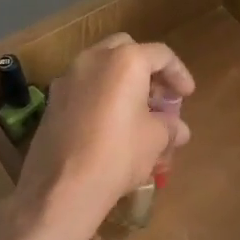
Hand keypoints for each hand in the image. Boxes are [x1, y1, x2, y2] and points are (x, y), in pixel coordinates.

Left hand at [8, 34, 193, 239]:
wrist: (62, 188)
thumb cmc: (119, 154)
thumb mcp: (156, 139)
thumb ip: (170, 126)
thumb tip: (178, 129)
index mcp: (125, 61)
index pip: (161, 55)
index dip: (179, 73)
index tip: (187, 95)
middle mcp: (93, 60)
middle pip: (127, 50)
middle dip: (146, 70)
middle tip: (159, 95)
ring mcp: (68, 79)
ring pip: (102, 68)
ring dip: (122, 83)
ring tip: (137, 113)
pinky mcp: (52, 102)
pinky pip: (85, 89)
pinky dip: (102, 97)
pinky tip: (111, 125)